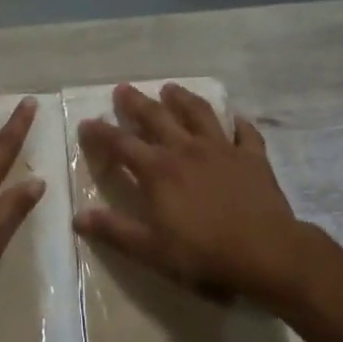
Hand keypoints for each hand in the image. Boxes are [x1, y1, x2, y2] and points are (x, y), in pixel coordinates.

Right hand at [74, 82, 312, 305]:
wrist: (264, 251)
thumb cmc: (202, 252)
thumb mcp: (150, 248)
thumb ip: (114, 230)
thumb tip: (78, 217)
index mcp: (158, 170)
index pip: (121, 144)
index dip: (101, 133)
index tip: (86, 122)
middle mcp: (186, 149)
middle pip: (157, 118)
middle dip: (136, 103)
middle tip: (123, 88)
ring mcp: (222, 149)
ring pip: (199, 114)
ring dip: (182, 99)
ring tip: (171, 88)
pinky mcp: (252, 157)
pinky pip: (245, 133)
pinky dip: (238, 123)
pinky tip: (235, 118)